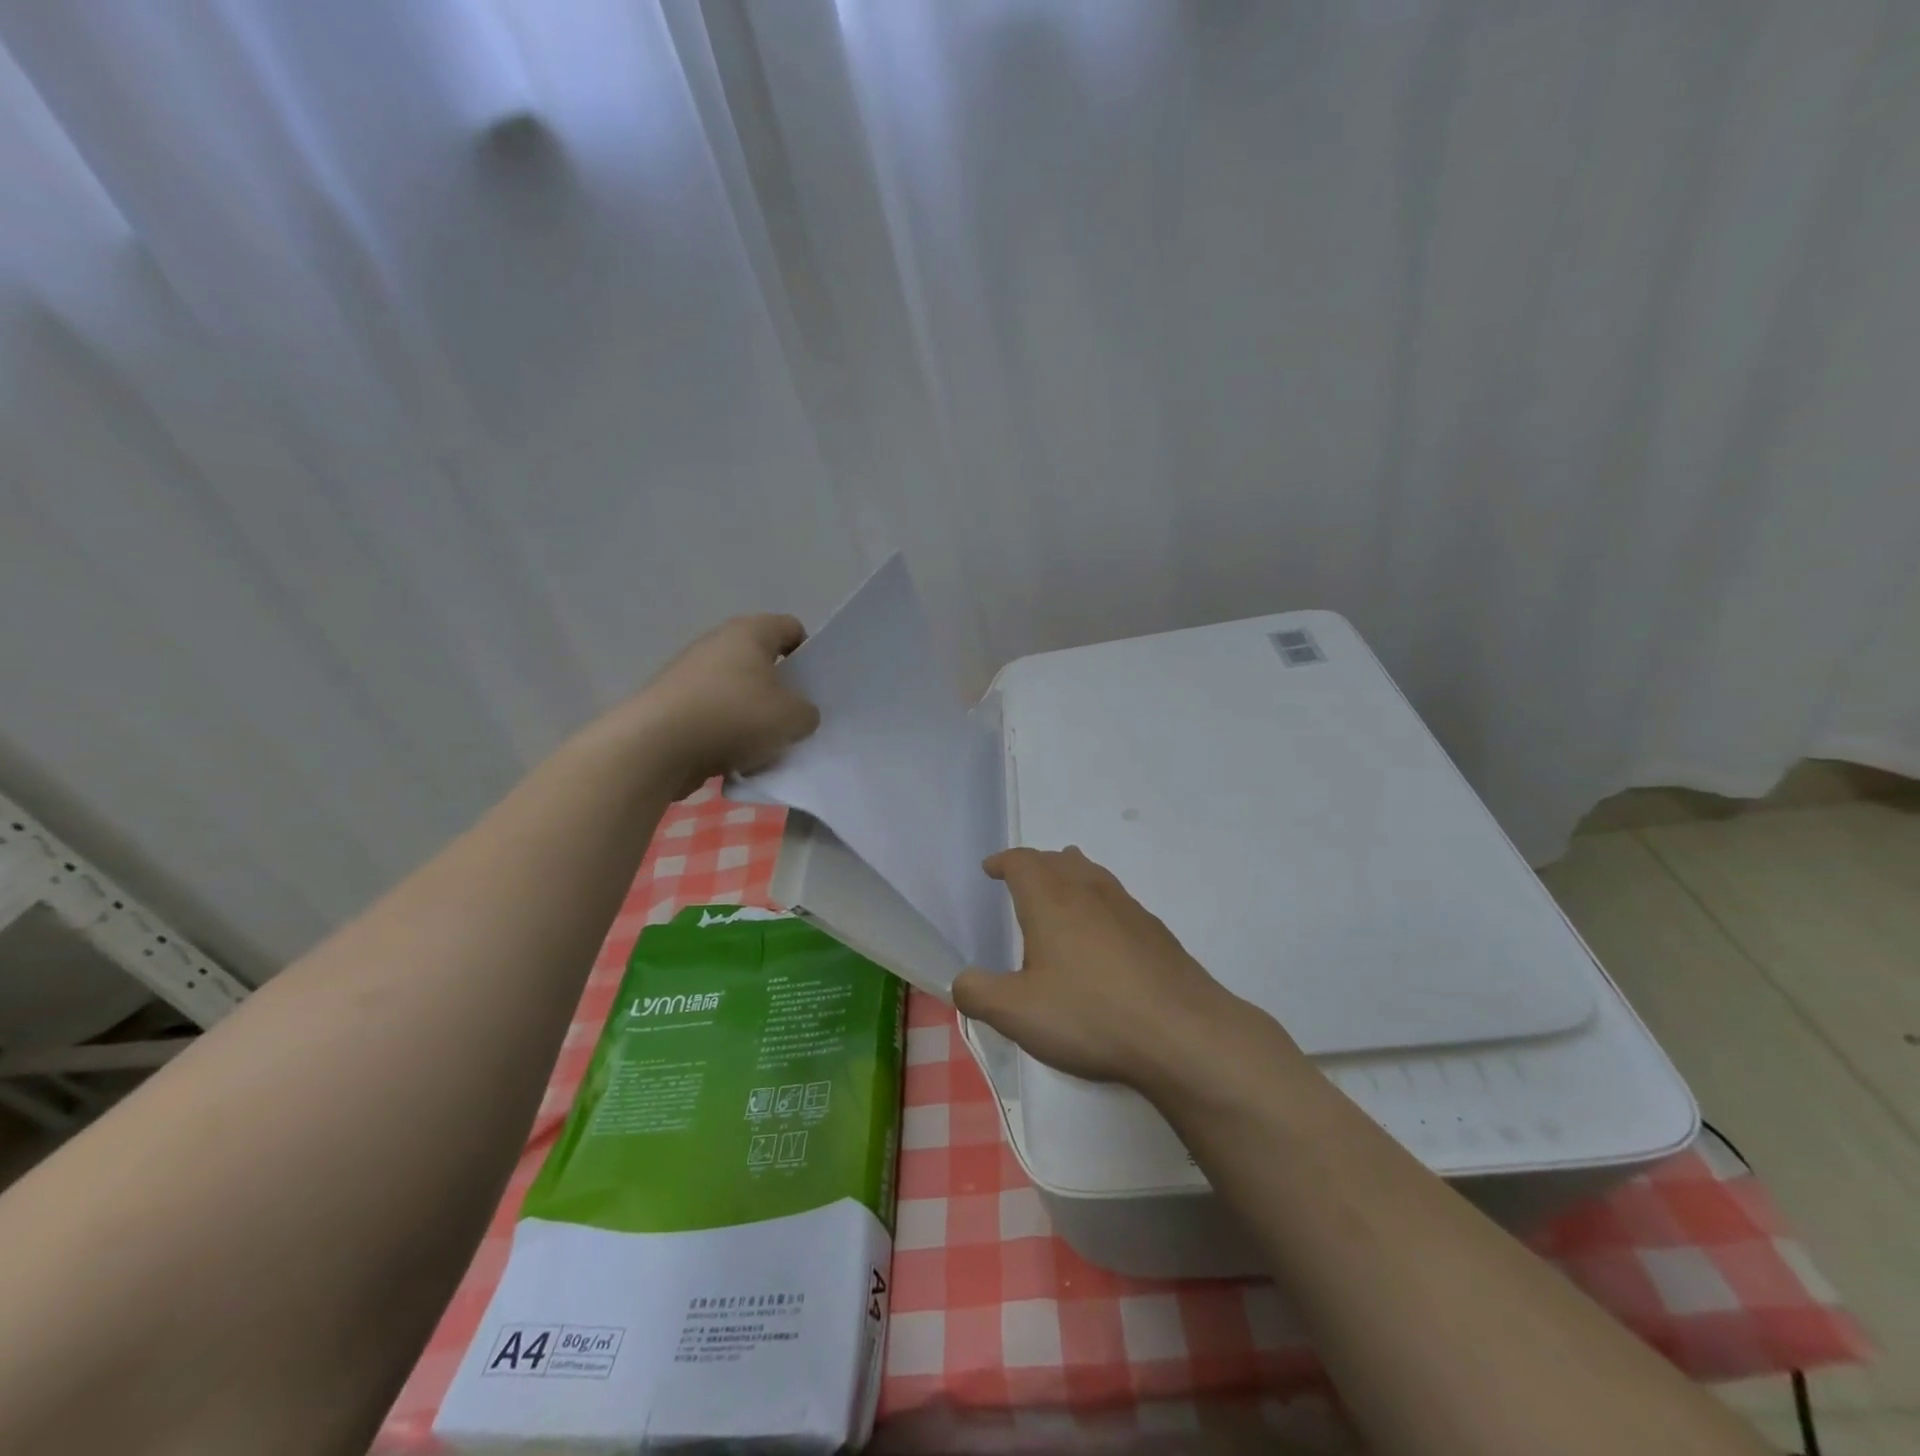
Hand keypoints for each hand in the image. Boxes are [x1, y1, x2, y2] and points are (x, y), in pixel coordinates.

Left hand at [616, 614, 819, 797]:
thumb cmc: (733, 717)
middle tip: (796, 718)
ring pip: (738, 691)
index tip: (814, 687)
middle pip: (763, 661)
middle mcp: (718, 643)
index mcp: (750, 632)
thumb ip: (808, 713)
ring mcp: (691, 673)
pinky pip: (714, 714)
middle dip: (781, 690)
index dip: (809, 655)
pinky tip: (735, 758)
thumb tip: (799, 714)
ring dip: (754, 716)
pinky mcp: (674, 704)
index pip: (792, 628)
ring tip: (766, 746)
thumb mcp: (792, 718)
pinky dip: (727, 733)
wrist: (656, 747)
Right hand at [952, 847, 1253, 1088]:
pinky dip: (1098, 905)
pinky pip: (1116, 902)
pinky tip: (1102, 940)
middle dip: (1035, 866)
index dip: (1004, 862)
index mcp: (1051, 899)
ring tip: (1060, 897)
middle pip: (1058, 860)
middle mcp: (1089, 890)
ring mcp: (1128, 908)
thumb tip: (960, 981)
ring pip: (1091, 875)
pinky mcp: (1155, 932)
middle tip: (1021, 882)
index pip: (1022, 861)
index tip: (991, 869)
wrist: (1183, 1033)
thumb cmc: (1090, 1014)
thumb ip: (978, 993)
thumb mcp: (1017, 1013)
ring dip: (1070, 877)